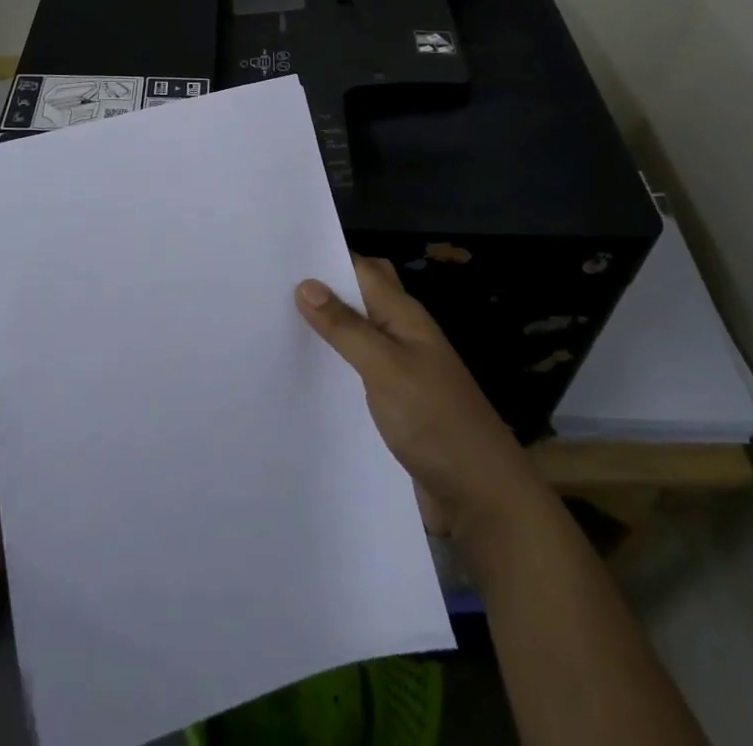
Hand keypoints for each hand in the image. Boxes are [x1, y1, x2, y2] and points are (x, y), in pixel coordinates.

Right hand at [296, 257, 549, 541]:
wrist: (481, 496)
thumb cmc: (435, 420)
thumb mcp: (386, 368)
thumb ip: (346, 328)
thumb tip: (306, 284)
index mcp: (405, 315)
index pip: (362, 270)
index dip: (327, 258)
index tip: (281, 256)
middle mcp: (402, 335)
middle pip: (360, 299)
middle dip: (324, 292)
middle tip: (272, 292)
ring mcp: (400, 371)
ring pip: (357, 336)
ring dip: (325, 332)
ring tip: (274, 329)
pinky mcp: (395, 405)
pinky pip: (358, 373)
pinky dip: (334, 368)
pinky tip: (304, 380)